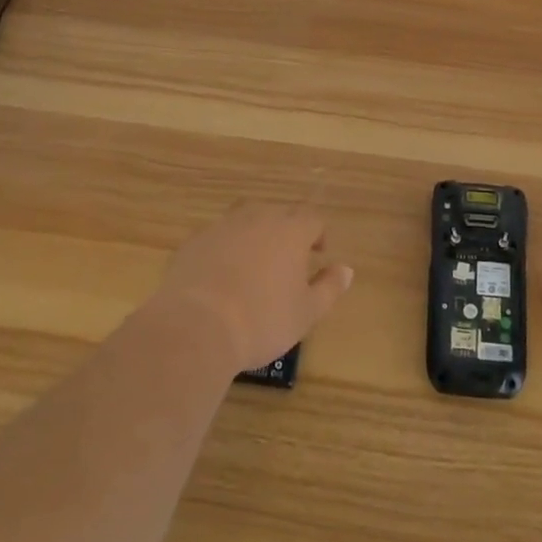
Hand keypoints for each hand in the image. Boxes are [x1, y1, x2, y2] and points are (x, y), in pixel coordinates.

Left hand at [154, 202, 354, 373]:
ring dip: (254, 236)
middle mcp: (258, 218)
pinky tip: (221, 276)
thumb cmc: (262, 320)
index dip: (318, 234)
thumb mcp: (307, 313)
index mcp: (291, 231)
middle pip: (279, 214)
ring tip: (253, 265)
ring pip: (246, 220)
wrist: (196, 327)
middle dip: (286, 232)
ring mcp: (223, 226)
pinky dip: (224, 249)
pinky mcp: (195, 241)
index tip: (317, 254)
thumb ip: (330, 288)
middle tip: (286, 262)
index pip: (312, 219)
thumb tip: (346, 269)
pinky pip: (217, 237)